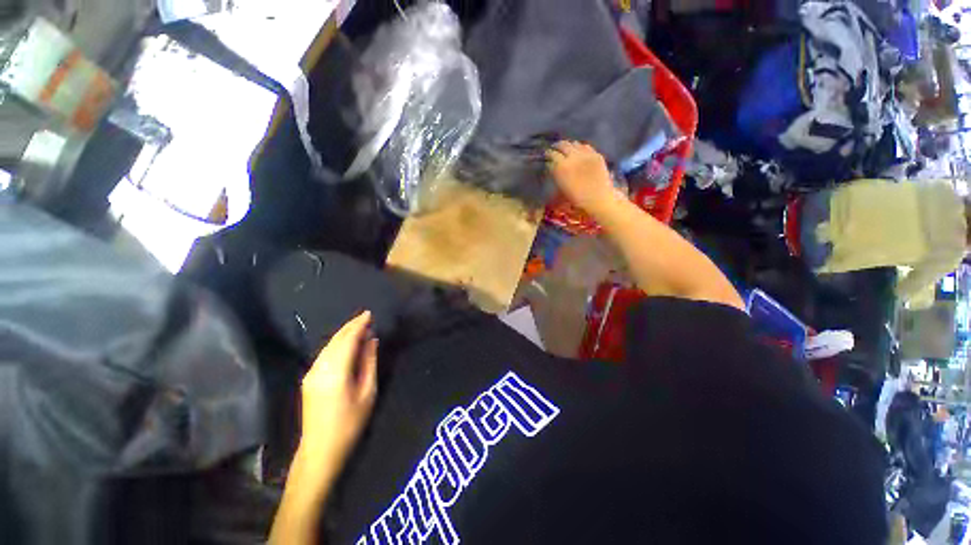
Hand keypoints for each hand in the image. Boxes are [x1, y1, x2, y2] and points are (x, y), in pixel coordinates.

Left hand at [298, 311, 377, 463]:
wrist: (320, 450)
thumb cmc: (350, 423)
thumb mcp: (367, 392)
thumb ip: (369, 362)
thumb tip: (372, 340)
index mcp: (336, 371)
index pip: (348, 340)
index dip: (359, 325)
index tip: (369, 314)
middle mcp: (320, 368)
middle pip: (336, 340)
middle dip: (351, 326)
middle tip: (366, 317)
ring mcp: (311, 373)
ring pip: (328, 345)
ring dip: (344, 333)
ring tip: (359, 326)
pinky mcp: (308, 379)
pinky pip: (324, 353)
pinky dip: (336, 344)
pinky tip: (345, 343)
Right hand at [547, 141, 617, 214]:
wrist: (598, 200)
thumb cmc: (576, 200)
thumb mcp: (561, 189)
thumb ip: (556, 175)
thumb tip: (552, 167)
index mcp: (561, 167)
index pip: (551, 154)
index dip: (548, 154)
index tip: (547, 156)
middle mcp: (572, 157)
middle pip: (563, 145)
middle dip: (557, 146)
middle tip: (555, 148)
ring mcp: (586, 154)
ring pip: (574, 144)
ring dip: (569, 146)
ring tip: (567, 149)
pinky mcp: (596, 155)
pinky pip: (586, 147)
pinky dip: (581, 148)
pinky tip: (580, 151)